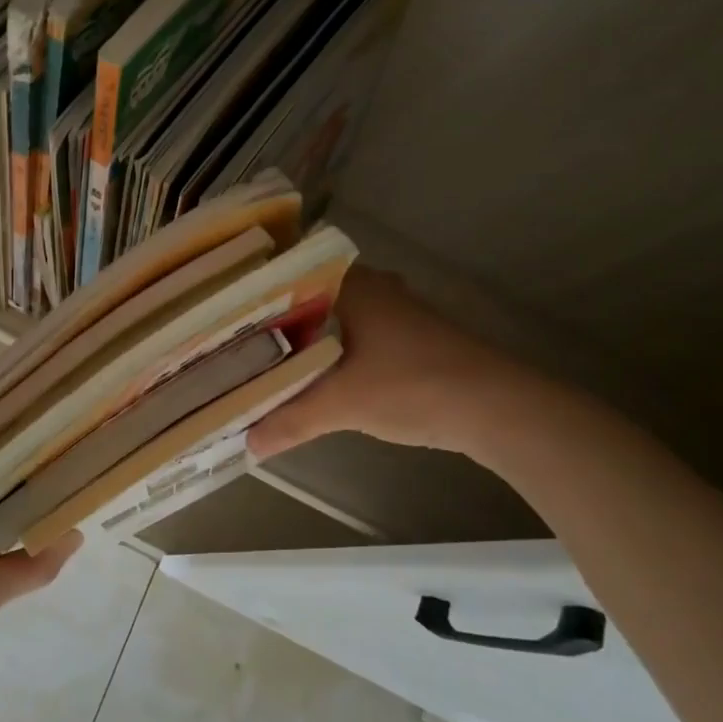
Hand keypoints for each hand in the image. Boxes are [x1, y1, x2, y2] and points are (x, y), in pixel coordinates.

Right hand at [248, 267, 540, 460]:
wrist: (498, 408)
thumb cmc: (413, 386)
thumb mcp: (342, 404)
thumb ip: (290, 420)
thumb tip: (247, 445)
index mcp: (352, 287)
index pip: (291, 277)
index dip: (256, 295)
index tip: (224, 314)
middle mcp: (375, 288)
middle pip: (312, 297)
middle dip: (278, 318)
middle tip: (240, 339)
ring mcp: (399, 312)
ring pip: (338, 316)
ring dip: (309, 334)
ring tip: (268, 356)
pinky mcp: (414, 338)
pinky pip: (359, 333)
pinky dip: (336, 348)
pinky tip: (320, 372)